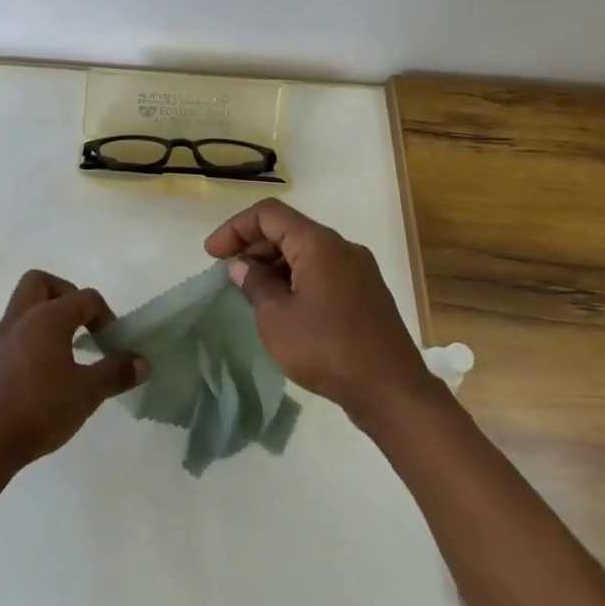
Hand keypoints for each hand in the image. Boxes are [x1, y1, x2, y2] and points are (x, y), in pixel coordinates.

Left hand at [0, 270, 145, 474]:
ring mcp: (0, 337)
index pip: (85, 298)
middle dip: (66, 295)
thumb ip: (116, 373)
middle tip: (82, 324)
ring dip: (47, 317)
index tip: (112, 345)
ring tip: (66, 350)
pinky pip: (14, 332)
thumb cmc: (40, 410)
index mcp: (47, 317)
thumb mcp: (87, 393)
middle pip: (42, 283)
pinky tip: (44, 373)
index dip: (106, 316)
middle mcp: (21, 317)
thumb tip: (142, 362)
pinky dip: (32, 338)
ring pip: (24, 306)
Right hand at [205, 199, 427, 419]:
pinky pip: (323, 270)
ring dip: (274, 263)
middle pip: (289, 229)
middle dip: (253, 245)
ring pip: (307, 251)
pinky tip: (283, 305)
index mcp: (319, 244)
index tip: (213, 254)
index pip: (269, 214)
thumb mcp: (277, 318)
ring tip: (251, 292)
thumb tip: (241, 264)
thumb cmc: (327, 349)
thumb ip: (255, 284)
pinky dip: (296, 277)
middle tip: (229, 274)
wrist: (392, 391)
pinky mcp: (366, 293)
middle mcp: (342, 247)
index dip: (235, 228)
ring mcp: (359, 270)